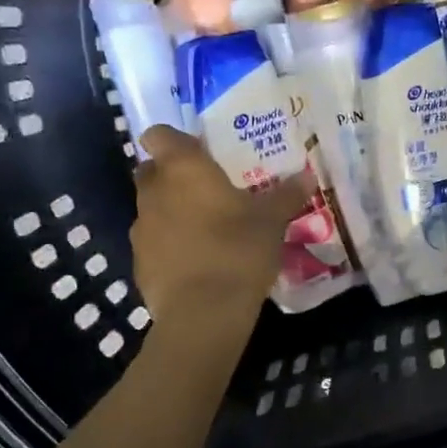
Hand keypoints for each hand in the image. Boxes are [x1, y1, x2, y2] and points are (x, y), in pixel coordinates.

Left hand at [130, 127, 311, 327]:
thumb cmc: (238, 250)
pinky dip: (170, 246)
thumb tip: (307, 176)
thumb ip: (286, 196)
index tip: (199, 153)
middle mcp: (154, 192)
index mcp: (183, 170)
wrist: (204, 312)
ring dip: (172, 213)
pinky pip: (154, 244)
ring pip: (152, 209)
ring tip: (206, 230)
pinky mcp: (139, 264)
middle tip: (207, 190)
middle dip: (172, 176)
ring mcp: (141, 229)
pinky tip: (197, 263)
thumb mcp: (272, 221)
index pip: (159, 135)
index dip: (175, 141)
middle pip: (151, 171)